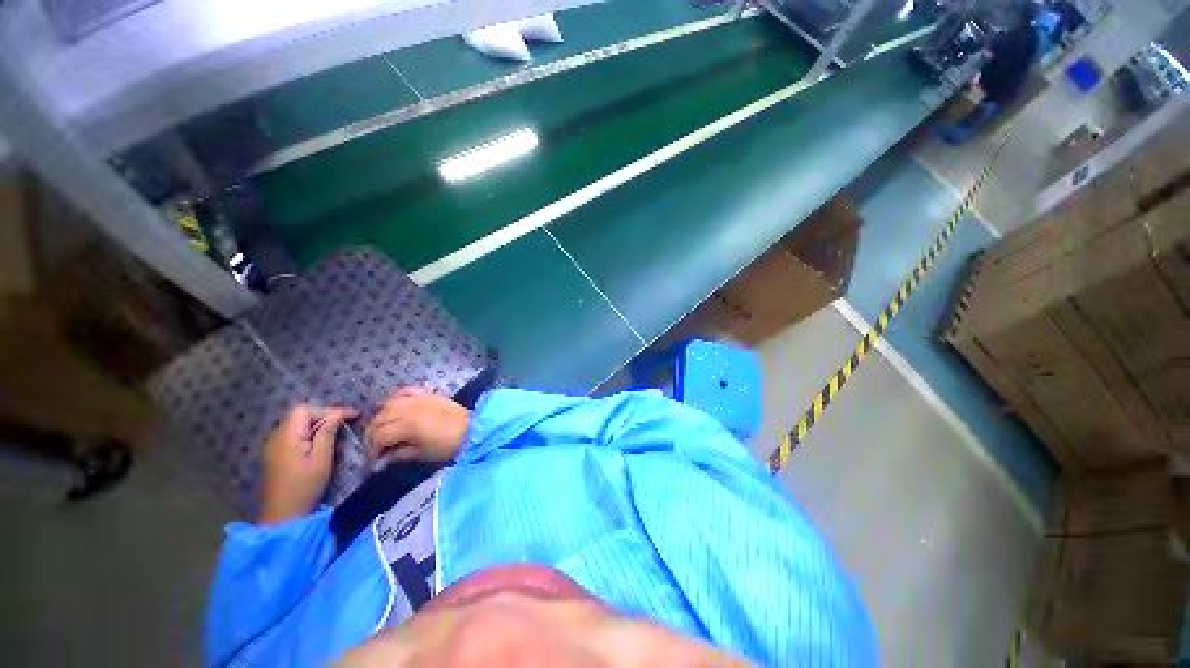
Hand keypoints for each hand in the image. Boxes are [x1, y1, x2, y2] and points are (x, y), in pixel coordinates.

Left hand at [258, 405, 356, 525]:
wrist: (282, 514)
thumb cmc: (305, 486)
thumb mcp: (321, 458)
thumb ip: (327, 433)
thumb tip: (337, 414)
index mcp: (287, 436)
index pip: (305, 410)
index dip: (328, 410)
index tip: (351, 416)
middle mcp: (276, 437)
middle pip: (299, 415)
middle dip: (323, 416)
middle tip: (345, 423)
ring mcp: (273, 446)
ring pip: (296, 425)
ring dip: (316, 425)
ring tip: (334, 432)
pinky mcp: (274, 455)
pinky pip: (292, 435)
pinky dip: (307, 434)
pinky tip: (318, 443)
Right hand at [364, 387, 470, 464]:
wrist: (473, 429)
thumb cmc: (448, 445)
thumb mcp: (422, 454)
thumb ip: (398, 455)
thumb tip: (381, 461)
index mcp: (407, 424)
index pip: (380, 436)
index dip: (373, 450)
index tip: (375, 462)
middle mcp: (409, 408)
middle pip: (380, 418)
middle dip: (372, 434)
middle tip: (375, 448)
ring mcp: (419, 398)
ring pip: (389, 404)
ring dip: (380, 417)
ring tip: (382, 430)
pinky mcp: (428, 394)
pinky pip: (405, 392)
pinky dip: (396, 399)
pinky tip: (393, 408)